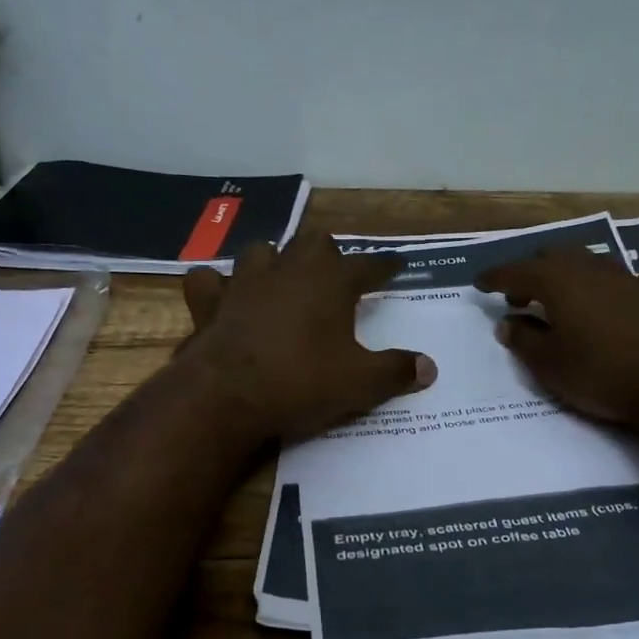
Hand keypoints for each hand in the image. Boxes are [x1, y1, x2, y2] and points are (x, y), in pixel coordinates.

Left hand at [179, 236, 437, 443]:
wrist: (228, 395)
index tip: (397, 265)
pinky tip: (223, 295)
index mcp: (331, 282)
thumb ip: (396, 371)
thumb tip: (430, 368)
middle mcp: (289, 270)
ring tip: (282, 277)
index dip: (385, 265)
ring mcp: (245, 282)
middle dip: (329, 254)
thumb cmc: (302, 382)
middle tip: (337, 273)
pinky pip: (209, 280)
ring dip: (275, 260)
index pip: (367, 265)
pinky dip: (216, 284)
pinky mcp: (210, 302)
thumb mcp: (360, 383)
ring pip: (262, 250)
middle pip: (314, 243)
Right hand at [475, 247, 638, 427]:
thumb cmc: (598, 372)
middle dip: (534, 273)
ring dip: (575, 275)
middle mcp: (592, 269)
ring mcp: (631, 279)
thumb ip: (522, 340)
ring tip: (565, 297)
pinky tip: (637, 292)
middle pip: (555, 257)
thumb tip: (508, 323)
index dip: (495, 277)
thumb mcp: (547, 364)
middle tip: (521, 297)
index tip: (479, 283)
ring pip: (596, 263)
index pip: (516, 271)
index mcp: (557, 281)